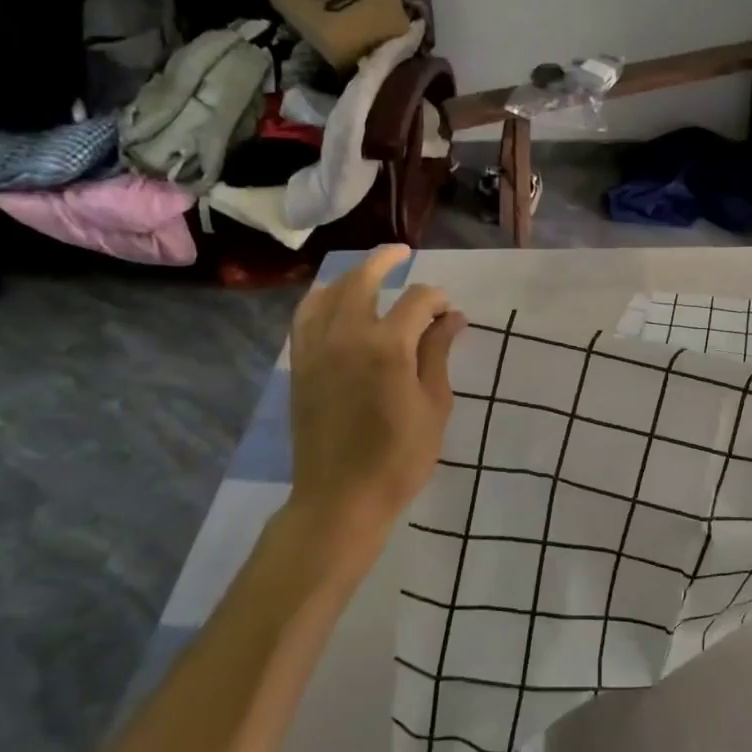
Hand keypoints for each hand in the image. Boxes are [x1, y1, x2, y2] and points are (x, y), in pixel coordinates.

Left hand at [284, 246, 464, 561]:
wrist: (340, 497)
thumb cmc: (400, 457)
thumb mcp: (434, 405)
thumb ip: (438, 353)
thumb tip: (451, 317)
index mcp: (388, 346)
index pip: (417, 300)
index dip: (437, 299)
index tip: (450, 313)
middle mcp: (347, 335)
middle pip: (363, 280)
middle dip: (386, 261)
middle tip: (403, 253)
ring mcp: (317, 348)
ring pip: (328, 293)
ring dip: (350, 276)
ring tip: (368, 272)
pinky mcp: (300, 365)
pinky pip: (304, 317)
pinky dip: (319, 299)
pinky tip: (332, 301)